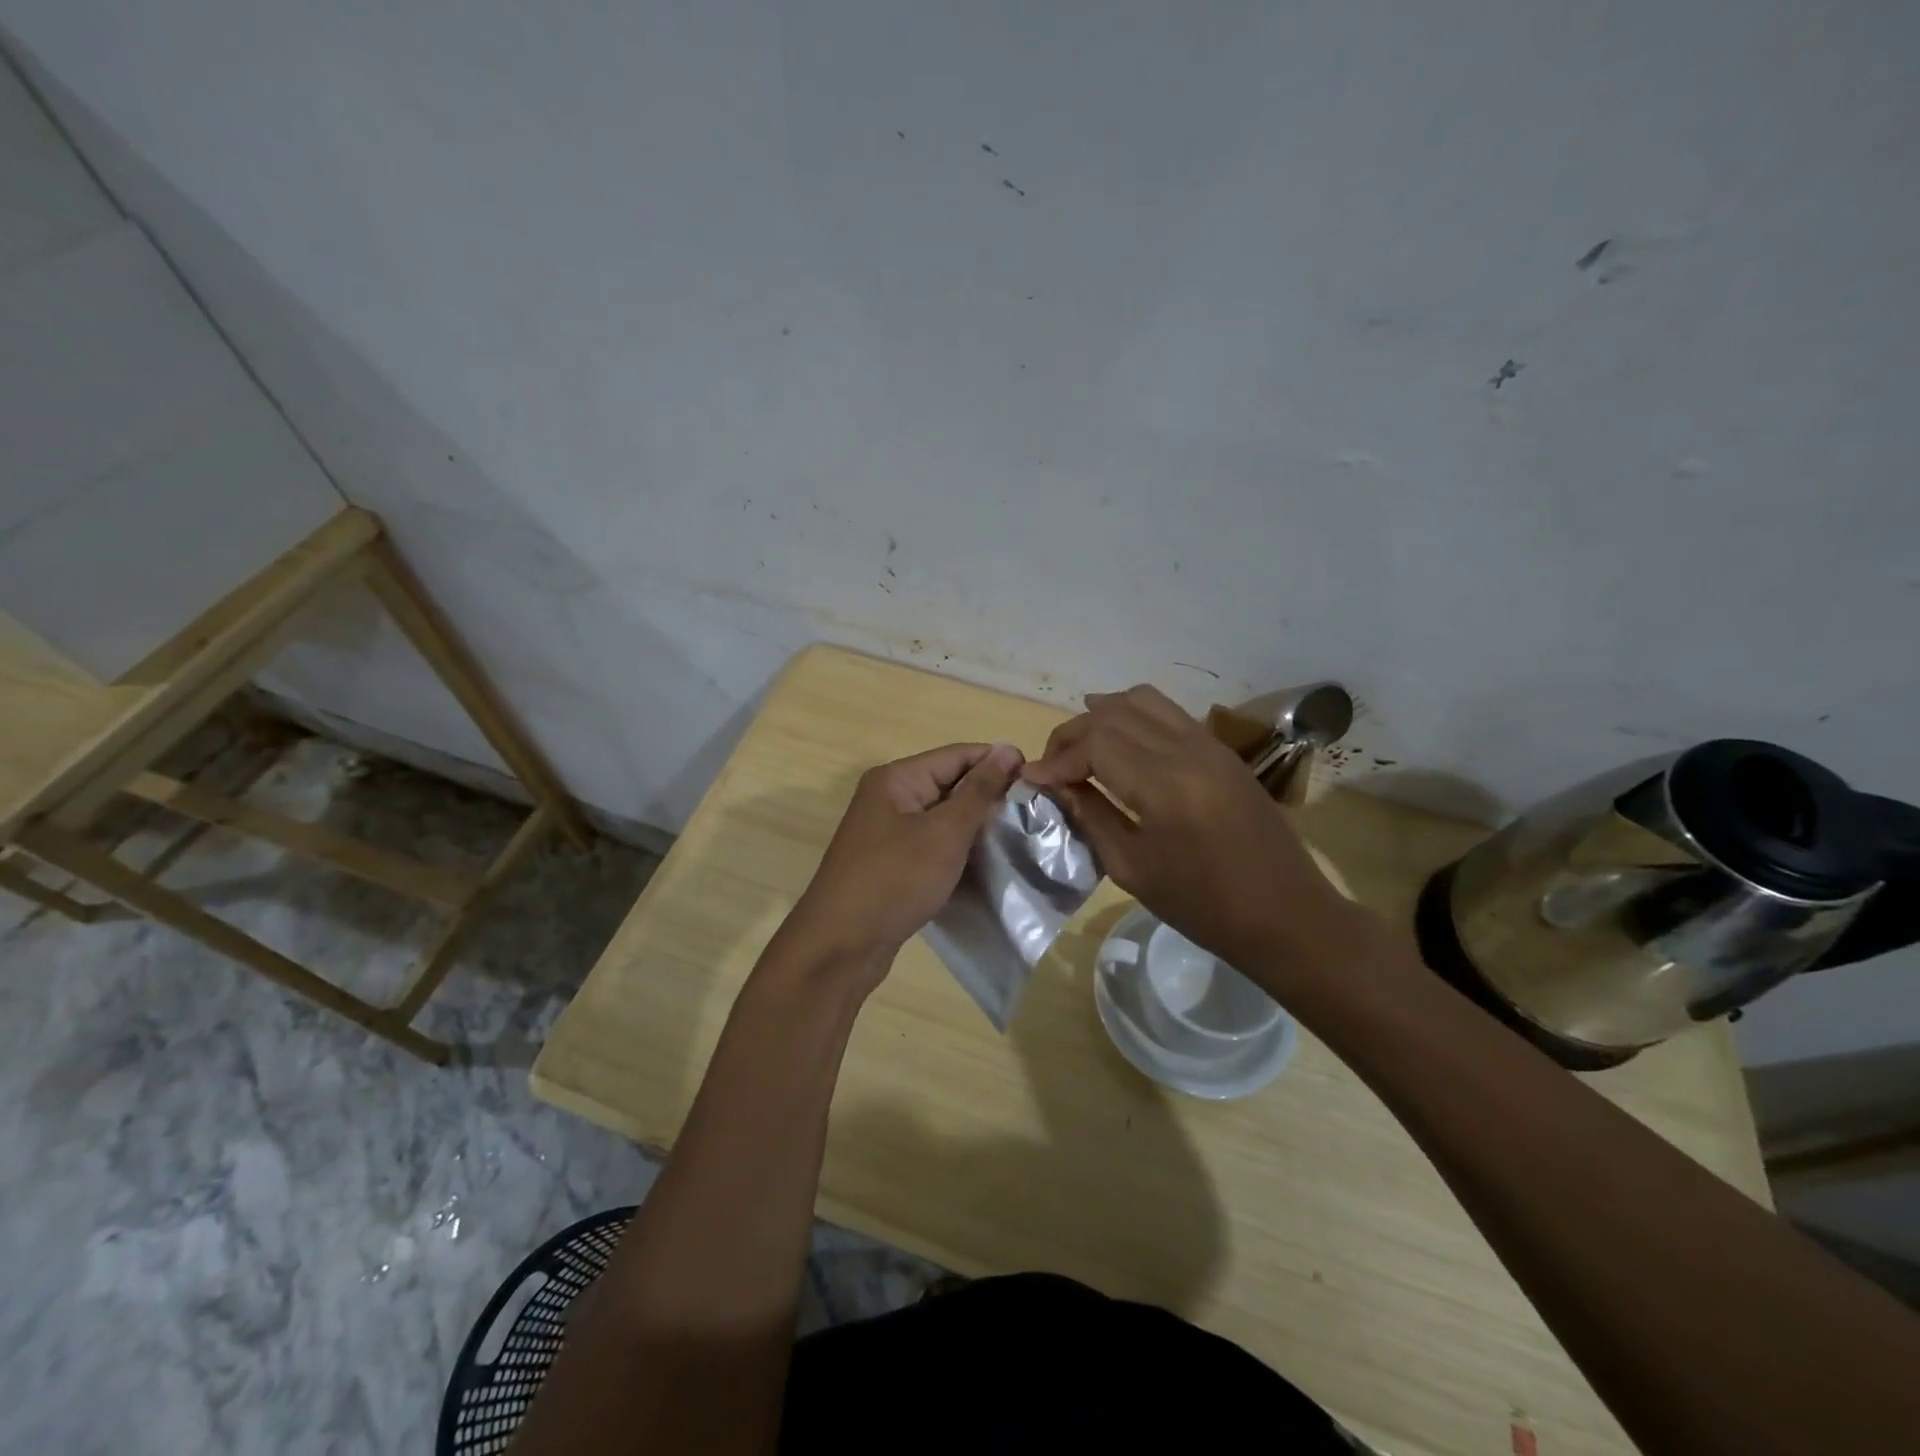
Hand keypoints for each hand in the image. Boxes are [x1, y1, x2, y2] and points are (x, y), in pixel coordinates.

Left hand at [782, 742, 1024, 987]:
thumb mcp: (944, 833)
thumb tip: (1007, 749)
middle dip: (990, 797)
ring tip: (1020, 838)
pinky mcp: (893, 864)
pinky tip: (989, 863)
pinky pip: (933, 845)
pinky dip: (959, 851)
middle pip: (950, 784)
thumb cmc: (895, 879)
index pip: (957, 755)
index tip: (1039, 780)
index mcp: (897, 779)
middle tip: (1035, 814)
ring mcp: (888, 833)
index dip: (998, 763)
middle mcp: (889, 798)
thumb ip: (978, 791)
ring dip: (977, 827)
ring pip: (943, 818)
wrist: (841, 946)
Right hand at [1023, 686, 1367, 981]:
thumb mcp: (1133, 869)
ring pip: (1142, 701)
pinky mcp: (1221, 751)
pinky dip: (1133, 716)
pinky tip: (1117, 742)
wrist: (1287, 915)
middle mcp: (1187, 750)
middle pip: (1114, 714)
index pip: (1095, 744)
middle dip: (1072, 734)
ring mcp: (1209, 745)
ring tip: (1078, 745)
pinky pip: (1168, 713)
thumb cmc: (1204, 905)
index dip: (1057, 758)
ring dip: (1102, 715)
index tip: (1032, 779)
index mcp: (1165, 784)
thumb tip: (1056, 786)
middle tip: (1050, 766)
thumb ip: (1091, 817)